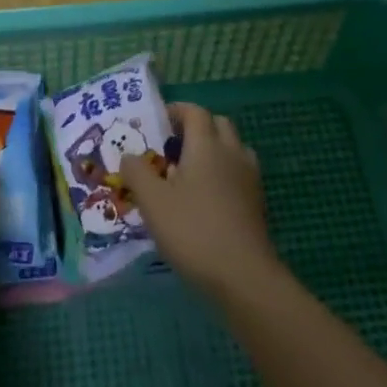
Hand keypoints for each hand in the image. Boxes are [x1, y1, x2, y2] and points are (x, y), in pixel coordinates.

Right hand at [119, 103, 280, 300]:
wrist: (243, 276)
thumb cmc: (193, 230)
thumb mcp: (152, 201)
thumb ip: (136, 172)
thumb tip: (129, 156)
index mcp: (207, 145)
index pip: (195, 112)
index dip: (176, 111)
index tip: (157, 122)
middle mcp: (231, 153)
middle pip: (218, 124)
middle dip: (196, 128)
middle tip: (172, 146)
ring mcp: (249, 179)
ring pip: (233, 149)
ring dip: (214, 150)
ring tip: (189, 172)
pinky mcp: (257, 203)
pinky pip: (239, 174)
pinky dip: (224, 174)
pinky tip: (207, 199)